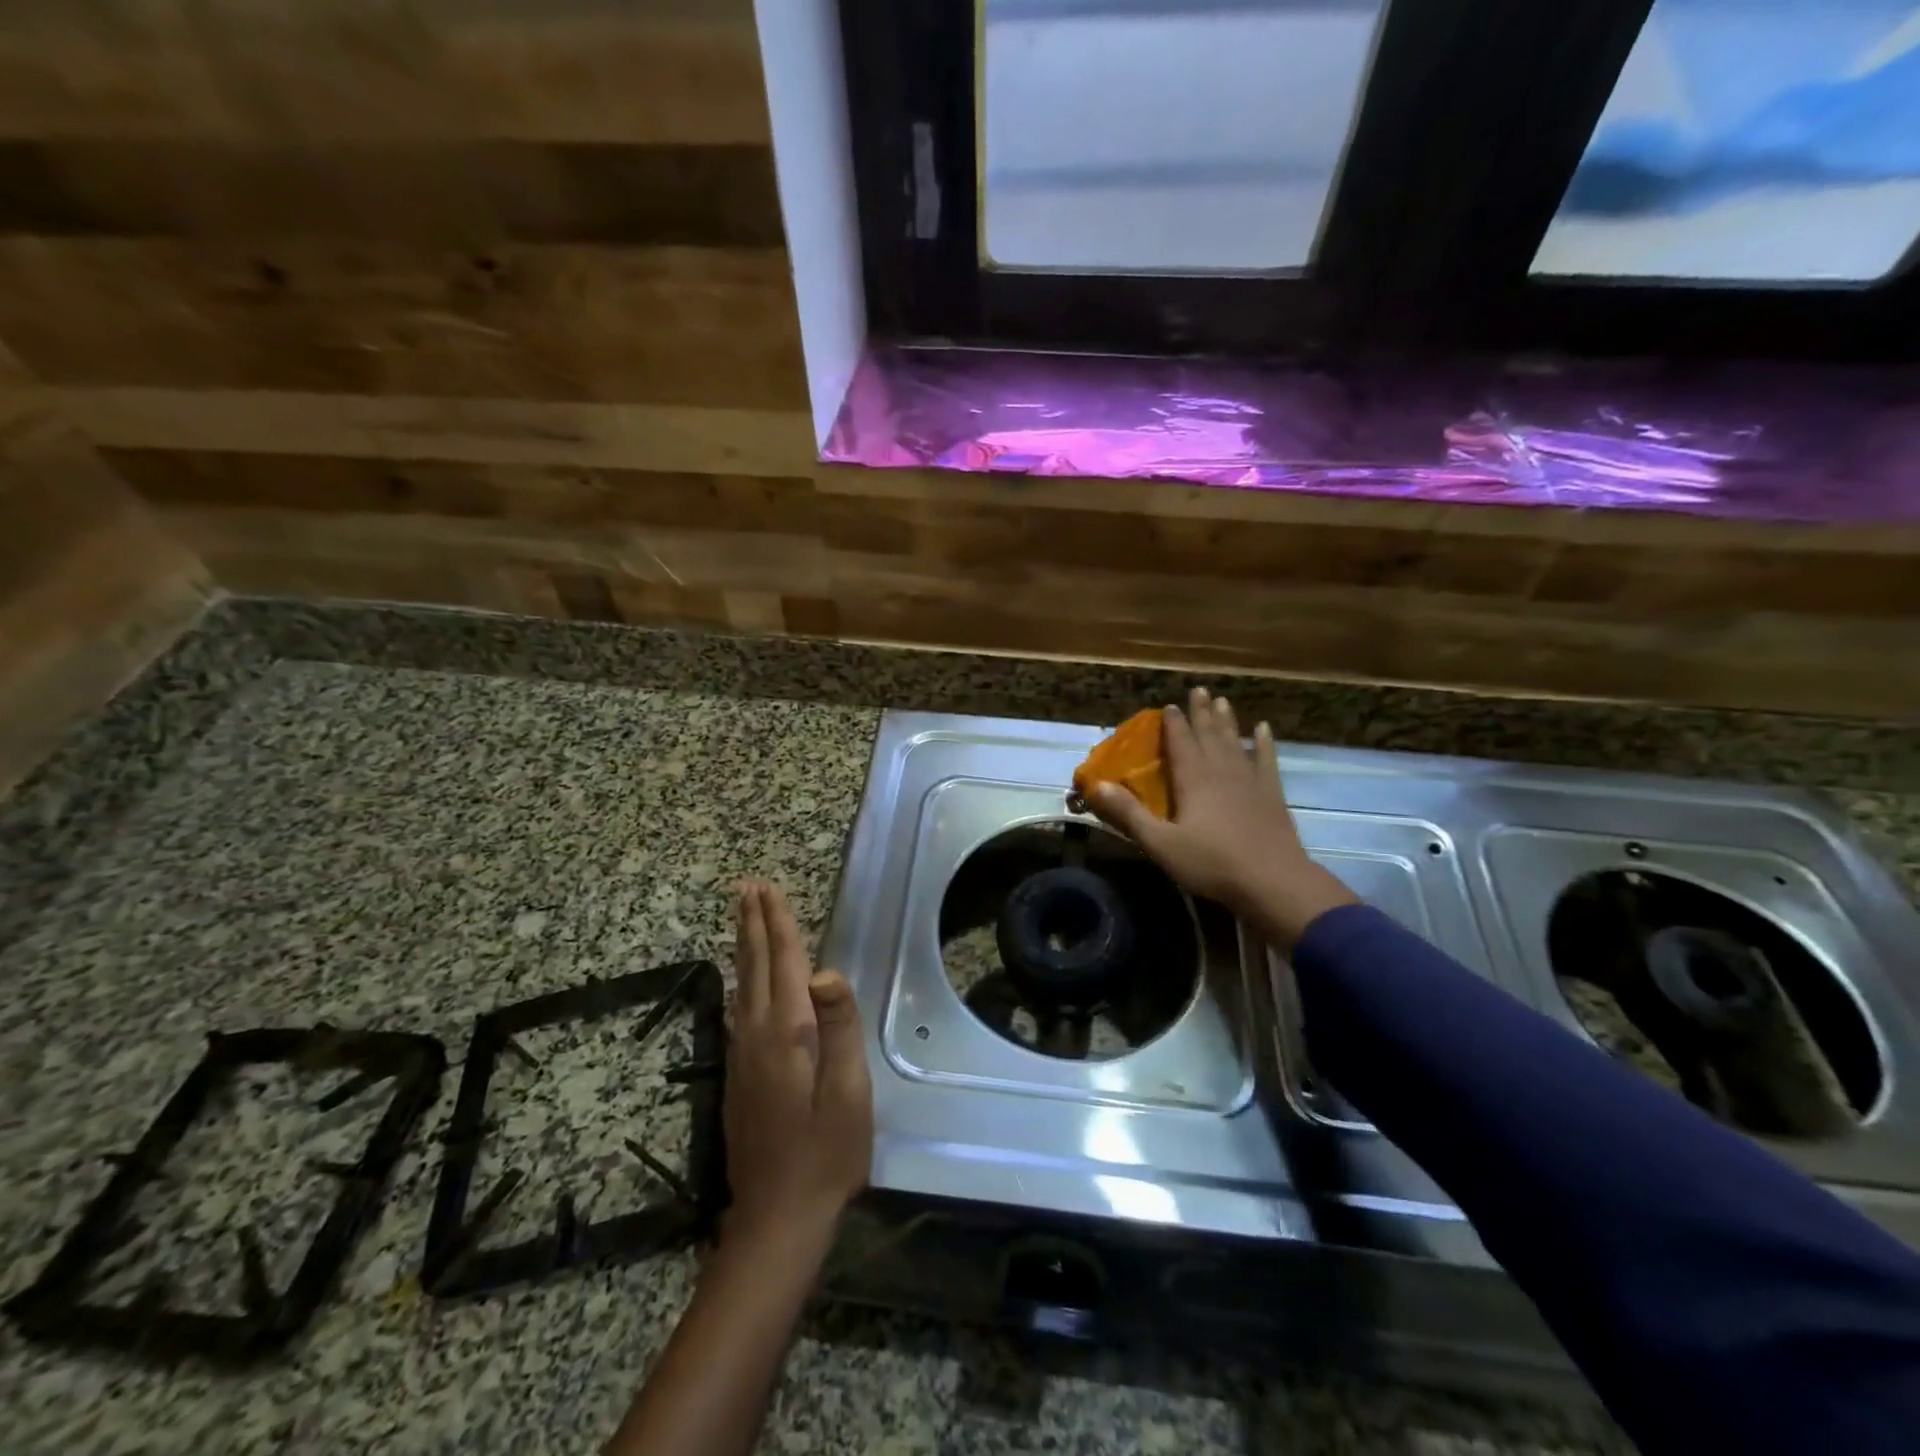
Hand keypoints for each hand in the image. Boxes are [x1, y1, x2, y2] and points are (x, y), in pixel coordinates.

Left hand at [723, 880, 872, 1255]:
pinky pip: (742, 1006)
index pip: (784, 964)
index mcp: (787, 1033)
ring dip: (744, 944)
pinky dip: (744, 976)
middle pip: (754, 966)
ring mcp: (744, 1056)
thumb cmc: (826, 1152)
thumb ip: (839, 1028)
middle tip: (747, 886)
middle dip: (753, 924)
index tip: (768, 888)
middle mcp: (757, 1035)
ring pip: (743, 985)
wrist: (777, 1217)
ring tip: (744, 914)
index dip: (778, 924)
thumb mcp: (848, 1092)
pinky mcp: (741, 1074)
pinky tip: (745, 976)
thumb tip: (825, 970)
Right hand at [1088, 687, 1356, 949]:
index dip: (1173, 723)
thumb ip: (1129, 813)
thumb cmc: (1211, 863)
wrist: (1273, 882)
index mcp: (1193, 779)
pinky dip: (1265, 743)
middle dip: (1201, 712)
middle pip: (1209, 734)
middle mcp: (1221, 771)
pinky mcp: (1272, 795)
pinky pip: (1267, 760)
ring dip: (1228, 721)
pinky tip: (1264, 730)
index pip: (1180, 742)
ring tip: (1223, 701)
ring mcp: (1250, 781)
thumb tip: (1098, 785)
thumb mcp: (1161, 842)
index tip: (1169, 705)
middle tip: (1199, 689)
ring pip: (1236, 742)